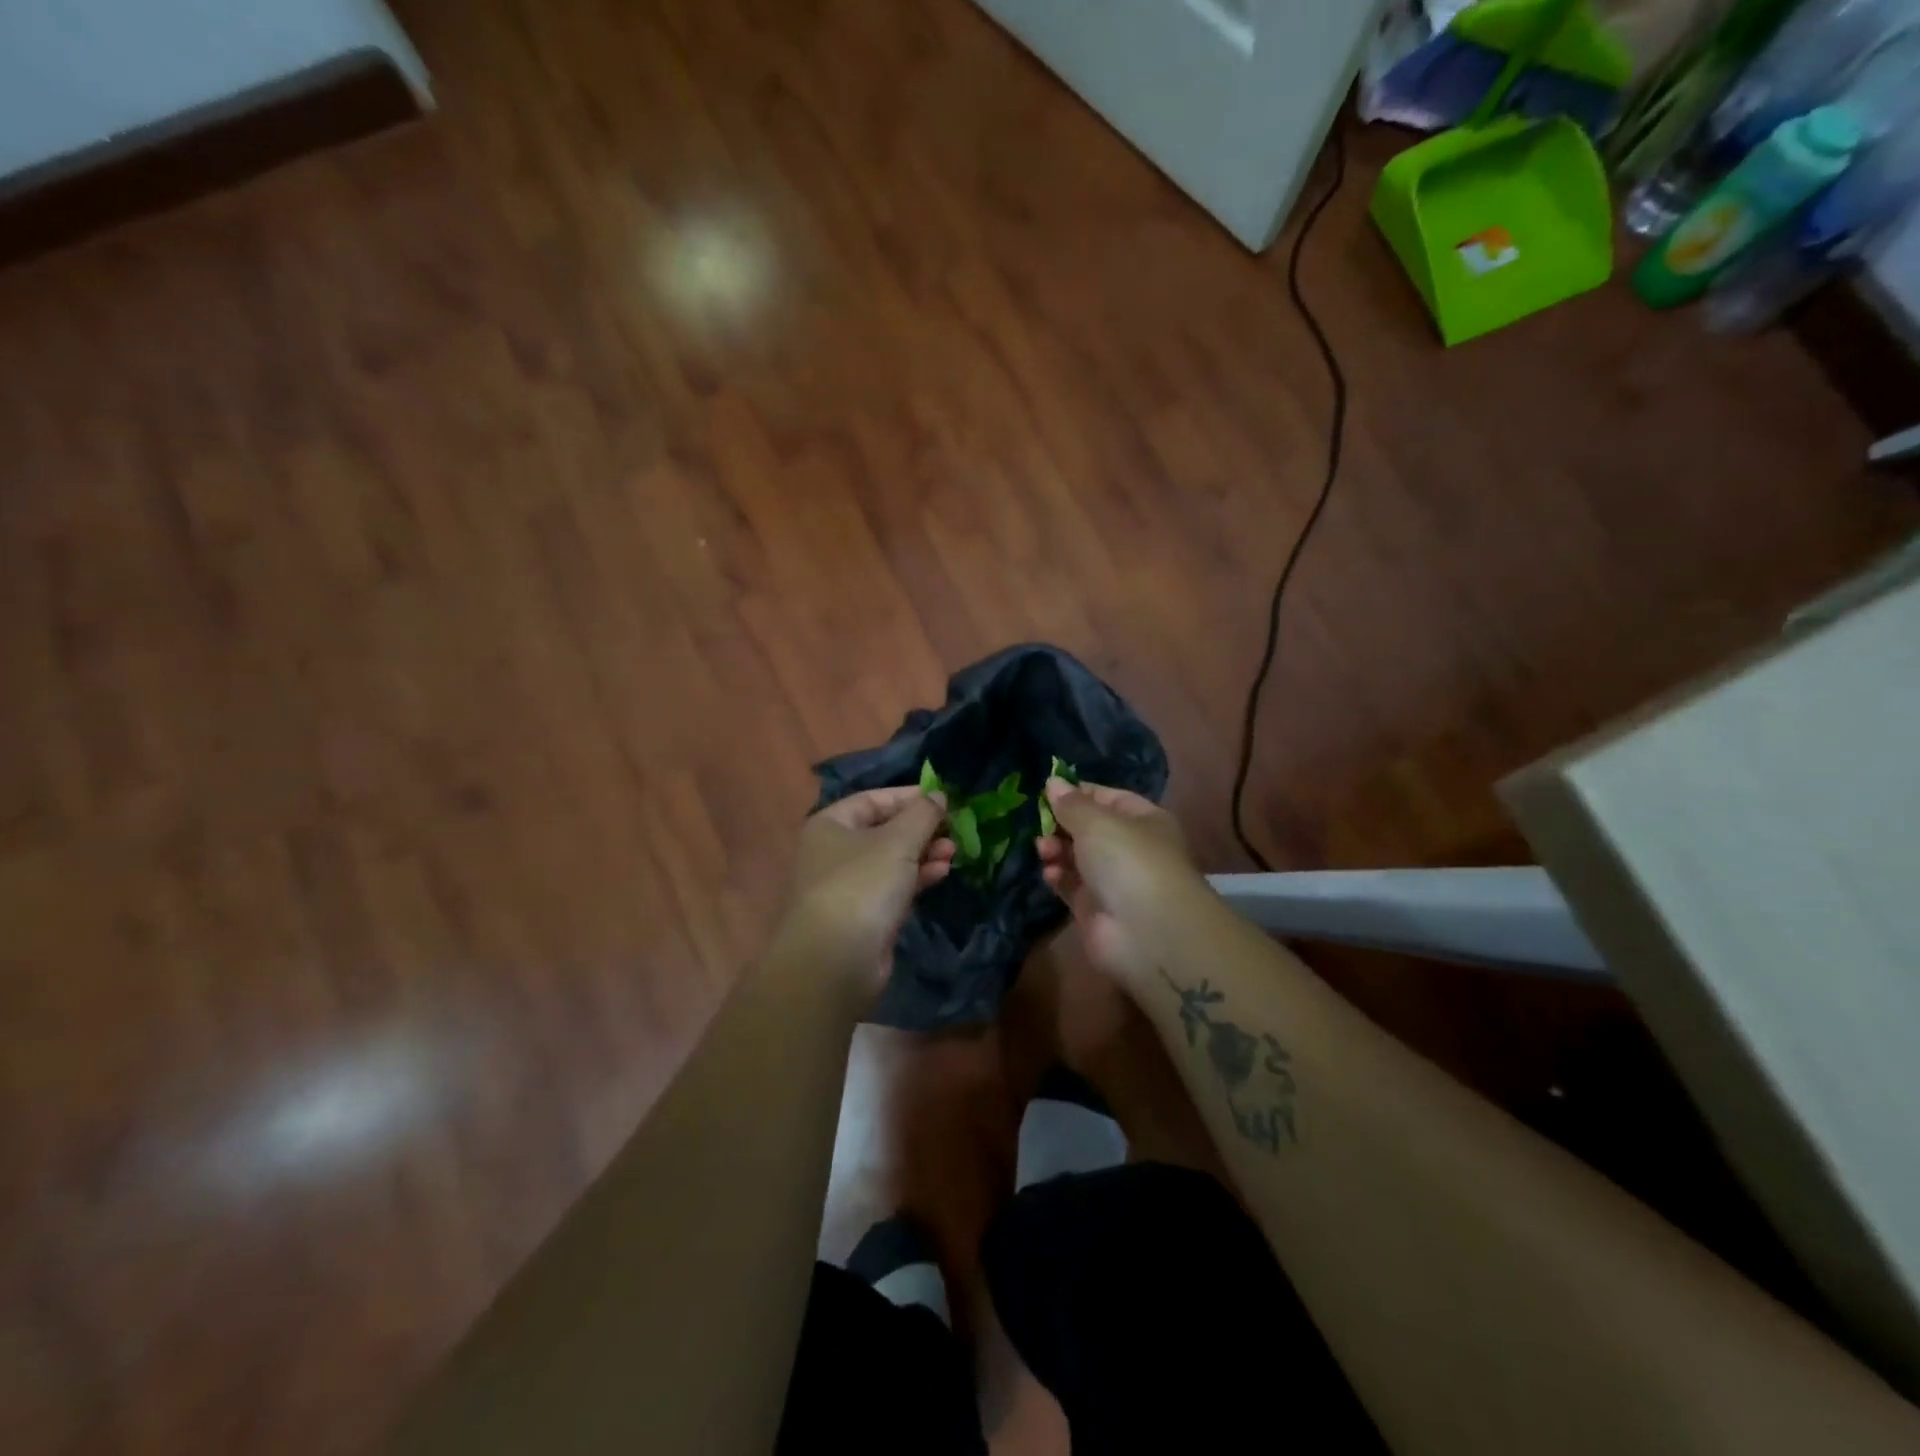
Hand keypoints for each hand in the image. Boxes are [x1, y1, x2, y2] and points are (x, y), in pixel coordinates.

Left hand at [785, 787, 953, 992]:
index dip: (909, 796)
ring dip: (924, 854)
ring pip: (891, 860)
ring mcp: (847, 886)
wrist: (836, 959)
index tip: (944, 799)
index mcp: (830, 824)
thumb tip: (939, 794)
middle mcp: (833, 851)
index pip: (873, 799)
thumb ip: (923, 814)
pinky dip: (916, 878)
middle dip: (921, 829)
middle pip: (884, 830)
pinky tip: (942, 873)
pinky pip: (893, 887)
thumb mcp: (899, 840)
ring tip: (954, 852)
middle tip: (953, 830)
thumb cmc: (862, 884)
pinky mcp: (863, 915)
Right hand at [1036, 778, 1197, 983]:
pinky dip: (1057, 876)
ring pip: (1076, 857)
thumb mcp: (1097, 822)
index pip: (1107, 797)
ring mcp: (1112, 880)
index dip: (1077, 793)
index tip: (1046, 791)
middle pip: (1088, 828)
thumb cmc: (1128, 860)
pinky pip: (1069, 884)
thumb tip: (1053, 782)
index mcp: (1143, 820)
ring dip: (1056, 849)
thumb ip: (1071, 803)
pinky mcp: (1093, 908)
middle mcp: (1130, 848)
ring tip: (1044, 849)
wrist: (1147, 933)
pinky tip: (1050, 873)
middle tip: (1040, 824)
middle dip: (1061, 824)